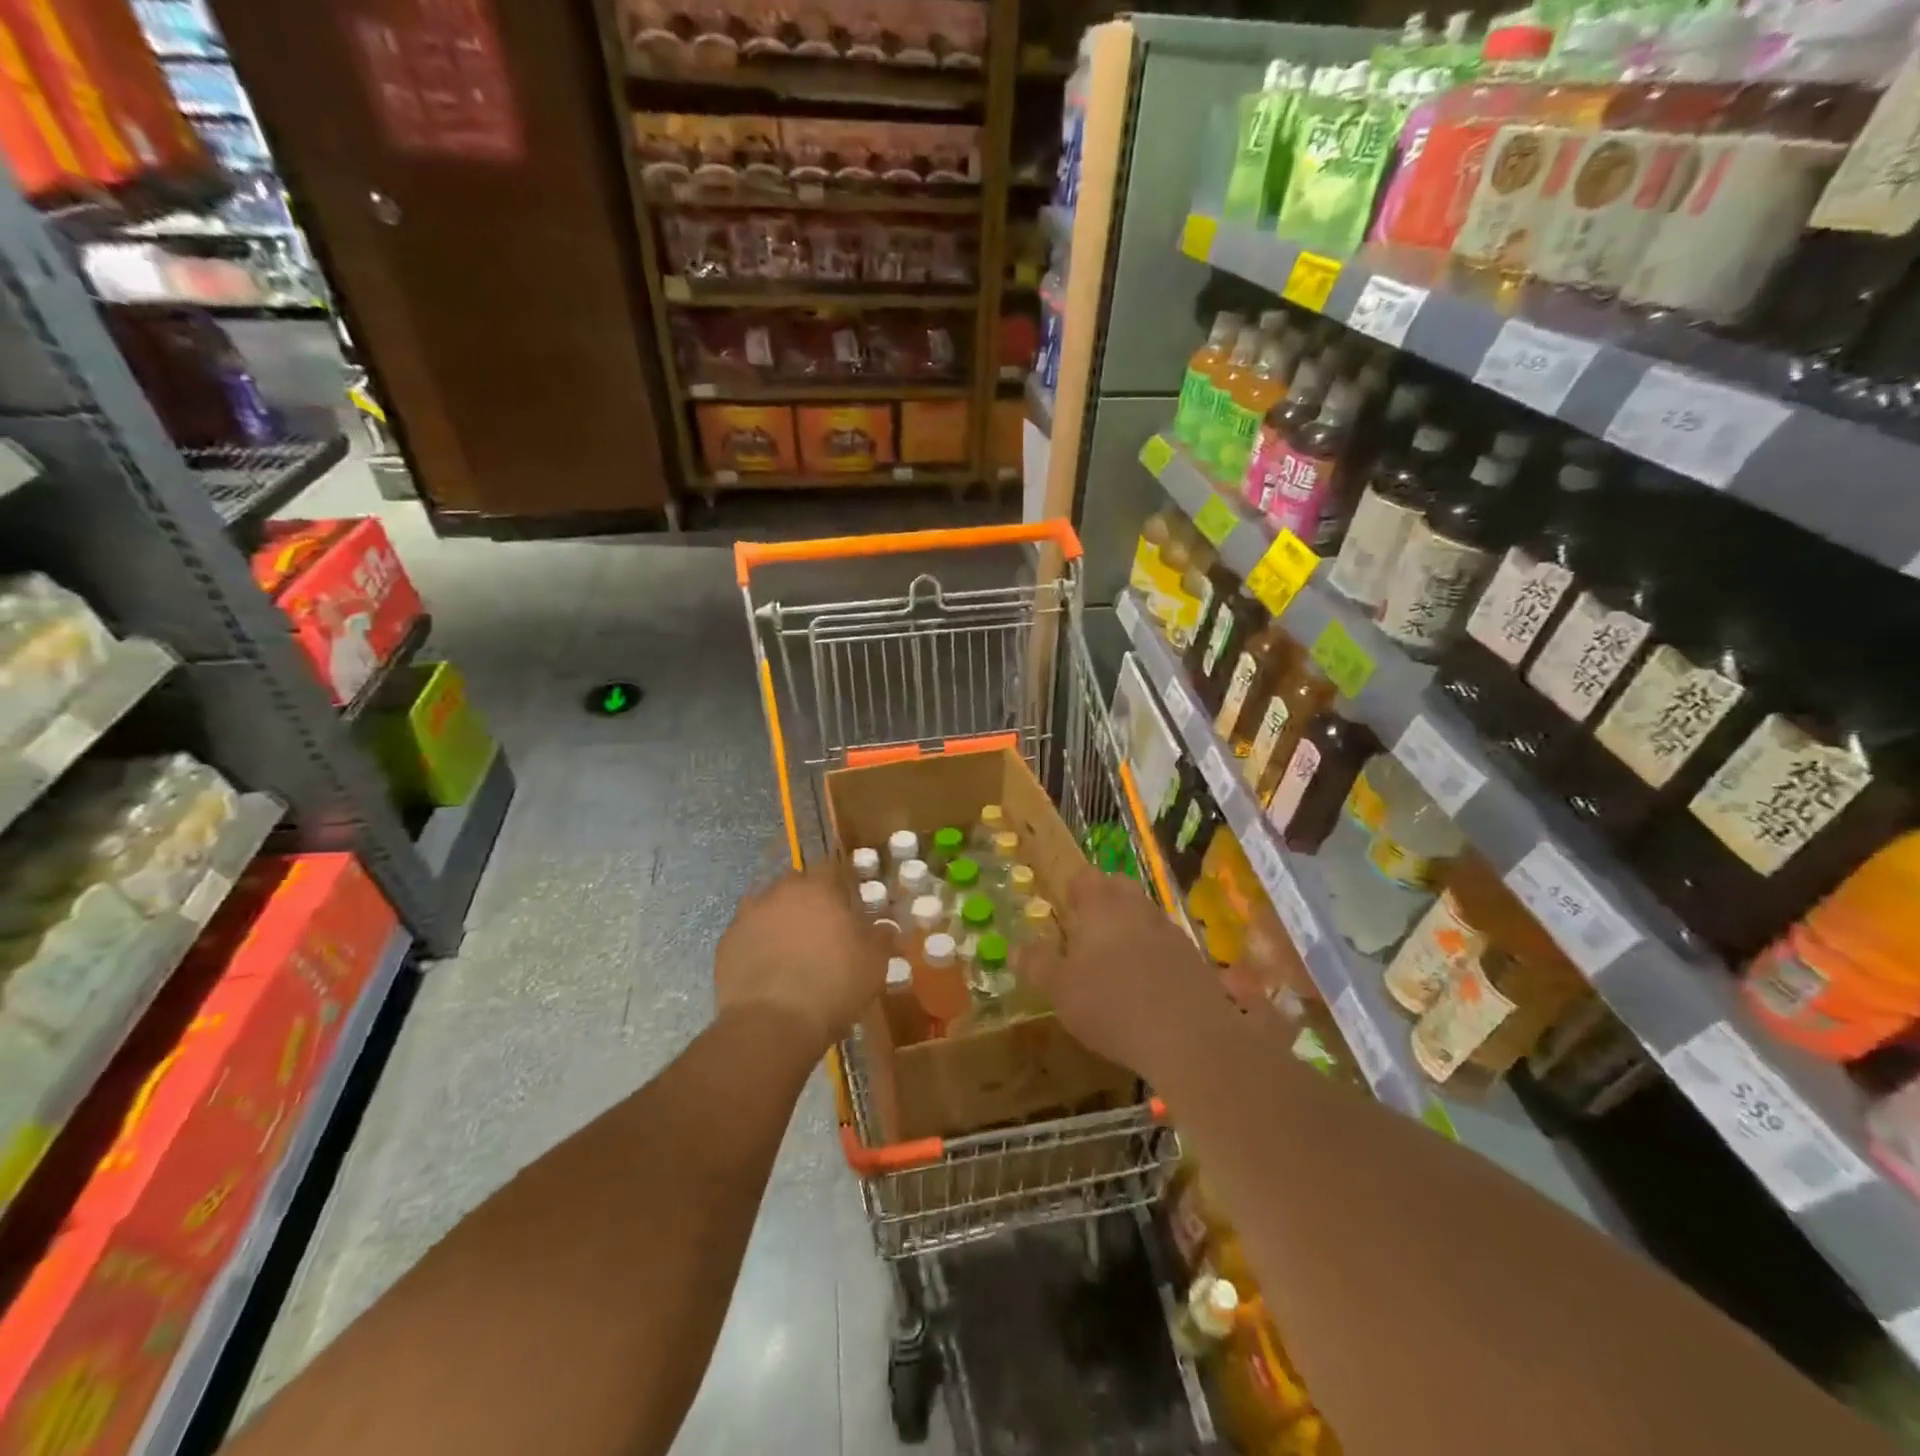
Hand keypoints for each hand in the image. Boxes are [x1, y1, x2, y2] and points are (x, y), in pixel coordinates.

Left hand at [715, 868, 889, 1053]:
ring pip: (769, 909)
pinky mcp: (725, 944)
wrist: (772, 1023)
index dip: (840, 887)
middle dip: (809, 903)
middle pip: (796, 887)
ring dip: (781, 922)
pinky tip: (769, 970)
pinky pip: (748, 936)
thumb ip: (881, 937)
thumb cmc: (833, 983)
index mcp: (818, 888)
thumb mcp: (874, 963)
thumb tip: (885, 927)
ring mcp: (748, 916)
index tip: (848, 907)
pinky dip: (758, 946)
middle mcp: (779, 892)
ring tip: (793, 952)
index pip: (830, 869)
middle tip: (823, 932)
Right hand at [1020, 868, 1227, 1074]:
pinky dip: (1154, 956)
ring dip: (1130, 930)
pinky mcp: (1194, 957)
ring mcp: (1169, 930)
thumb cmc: (1111, 1004)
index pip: (1084, 877)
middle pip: (1118, 888)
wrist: (1187, 1036)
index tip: (1064, 915)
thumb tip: (1016, 948)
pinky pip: (1166, 944)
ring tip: (1116, 965)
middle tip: (1087, 936)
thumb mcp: (1059, 990)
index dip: (1072, 892)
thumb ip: (1036, 965)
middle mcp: (1136, 906)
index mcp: (1100, 905)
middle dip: (1103, 904)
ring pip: (1144, 915)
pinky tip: (1147, 987)